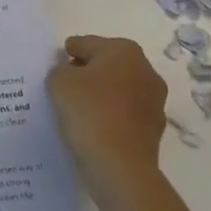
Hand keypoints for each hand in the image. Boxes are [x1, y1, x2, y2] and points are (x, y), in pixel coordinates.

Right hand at [47, 35, 166, 198]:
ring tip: (76, 109)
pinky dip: (110, 116)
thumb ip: (60, 68)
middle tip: (64, 85)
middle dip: (87, 72)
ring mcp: (154, 101)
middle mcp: (146, 70)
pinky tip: (92, 127)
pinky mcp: (154, 129)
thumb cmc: (89, 111)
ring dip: (101, 95)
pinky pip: (124, 114)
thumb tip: (69, 72)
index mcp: (124, 50)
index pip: (87, 43)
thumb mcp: (59, 81)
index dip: (68, 53)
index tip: (55, 65)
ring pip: (118, 90)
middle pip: (107, 64)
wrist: (120, 166)